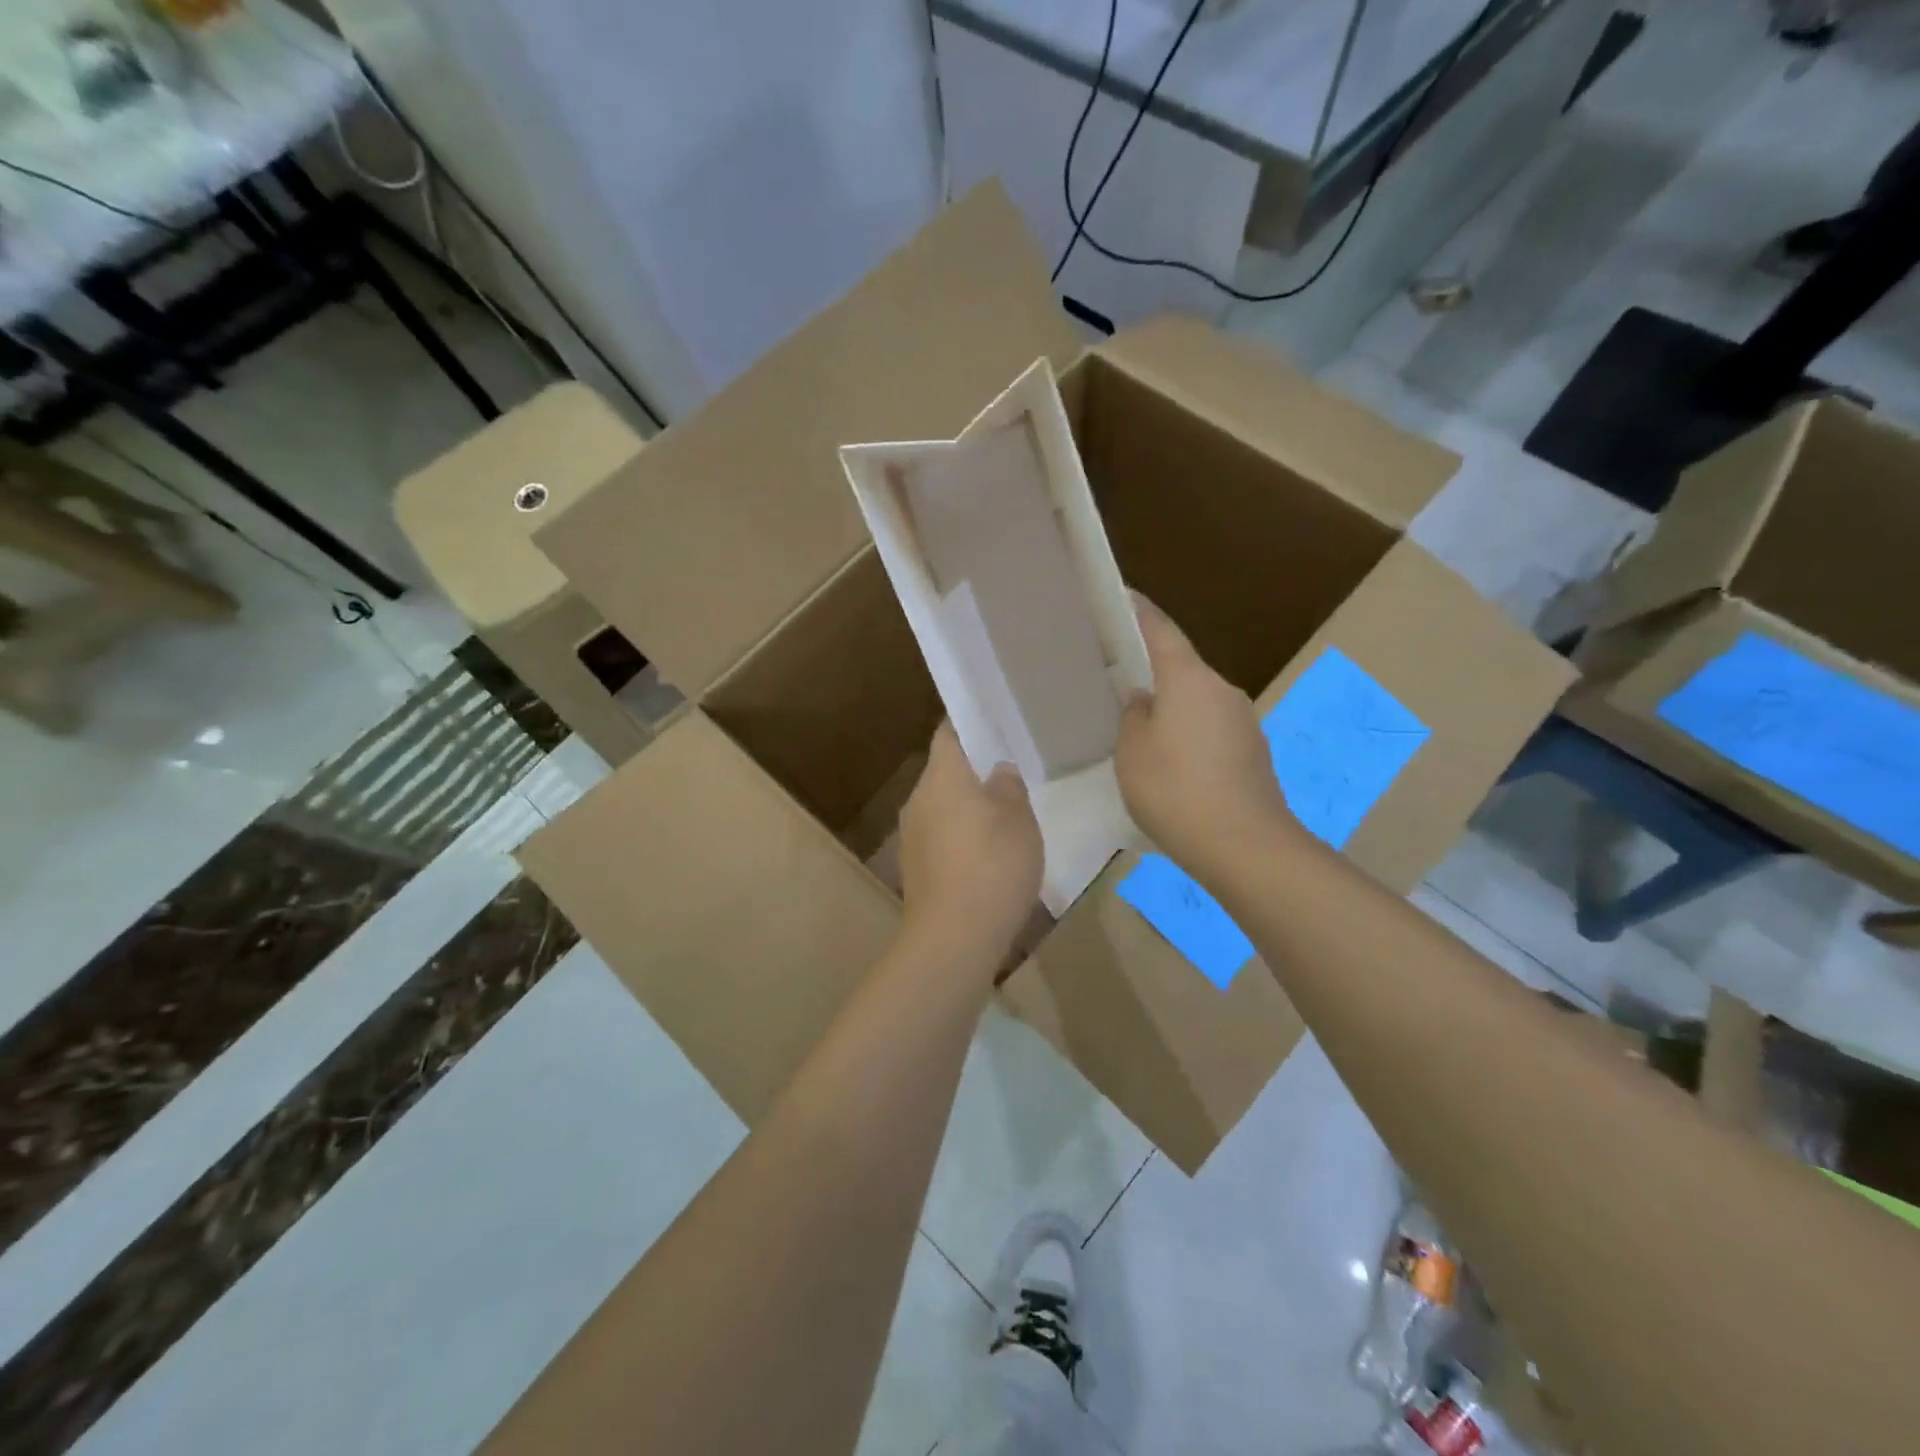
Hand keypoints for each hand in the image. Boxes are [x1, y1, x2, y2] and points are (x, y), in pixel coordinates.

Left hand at [898, 723, 1043, 960]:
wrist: (954, 936)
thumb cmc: (993, 864)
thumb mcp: (1019, 819)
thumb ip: (1009, 786)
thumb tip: (998, 771)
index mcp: (942, 775)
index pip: (949, 733)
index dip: (969, 723)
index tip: (993, 722)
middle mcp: (918, 799)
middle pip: (945, 771)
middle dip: (973, 770)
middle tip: (1008, 772)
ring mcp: (911, 835)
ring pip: (942, 806)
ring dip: (967, 806)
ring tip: (1003, 816)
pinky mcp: (914, 867)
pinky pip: (940, 837)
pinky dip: (961, 836)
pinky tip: (987, 855)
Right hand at [1116, 594, 1296, 883]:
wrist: (1244, 845)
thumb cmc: (1175, 789)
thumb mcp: (1132, 751)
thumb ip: (1132, 715)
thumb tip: (1143, 700)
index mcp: (1189, 679)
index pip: (1161, 630)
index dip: (1140, 611)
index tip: (1122, 595)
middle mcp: (1222, 690)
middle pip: (1182, 667)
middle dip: (1153, 669)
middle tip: (1118, 677)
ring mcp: (1243, 721)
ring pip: (1197, 701)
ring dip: (1172, 707)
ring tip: (1141, 728)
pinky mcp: (1252, 752)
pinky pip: (1211, 729)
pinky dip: (1189, 734)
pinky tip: (1172, 762)